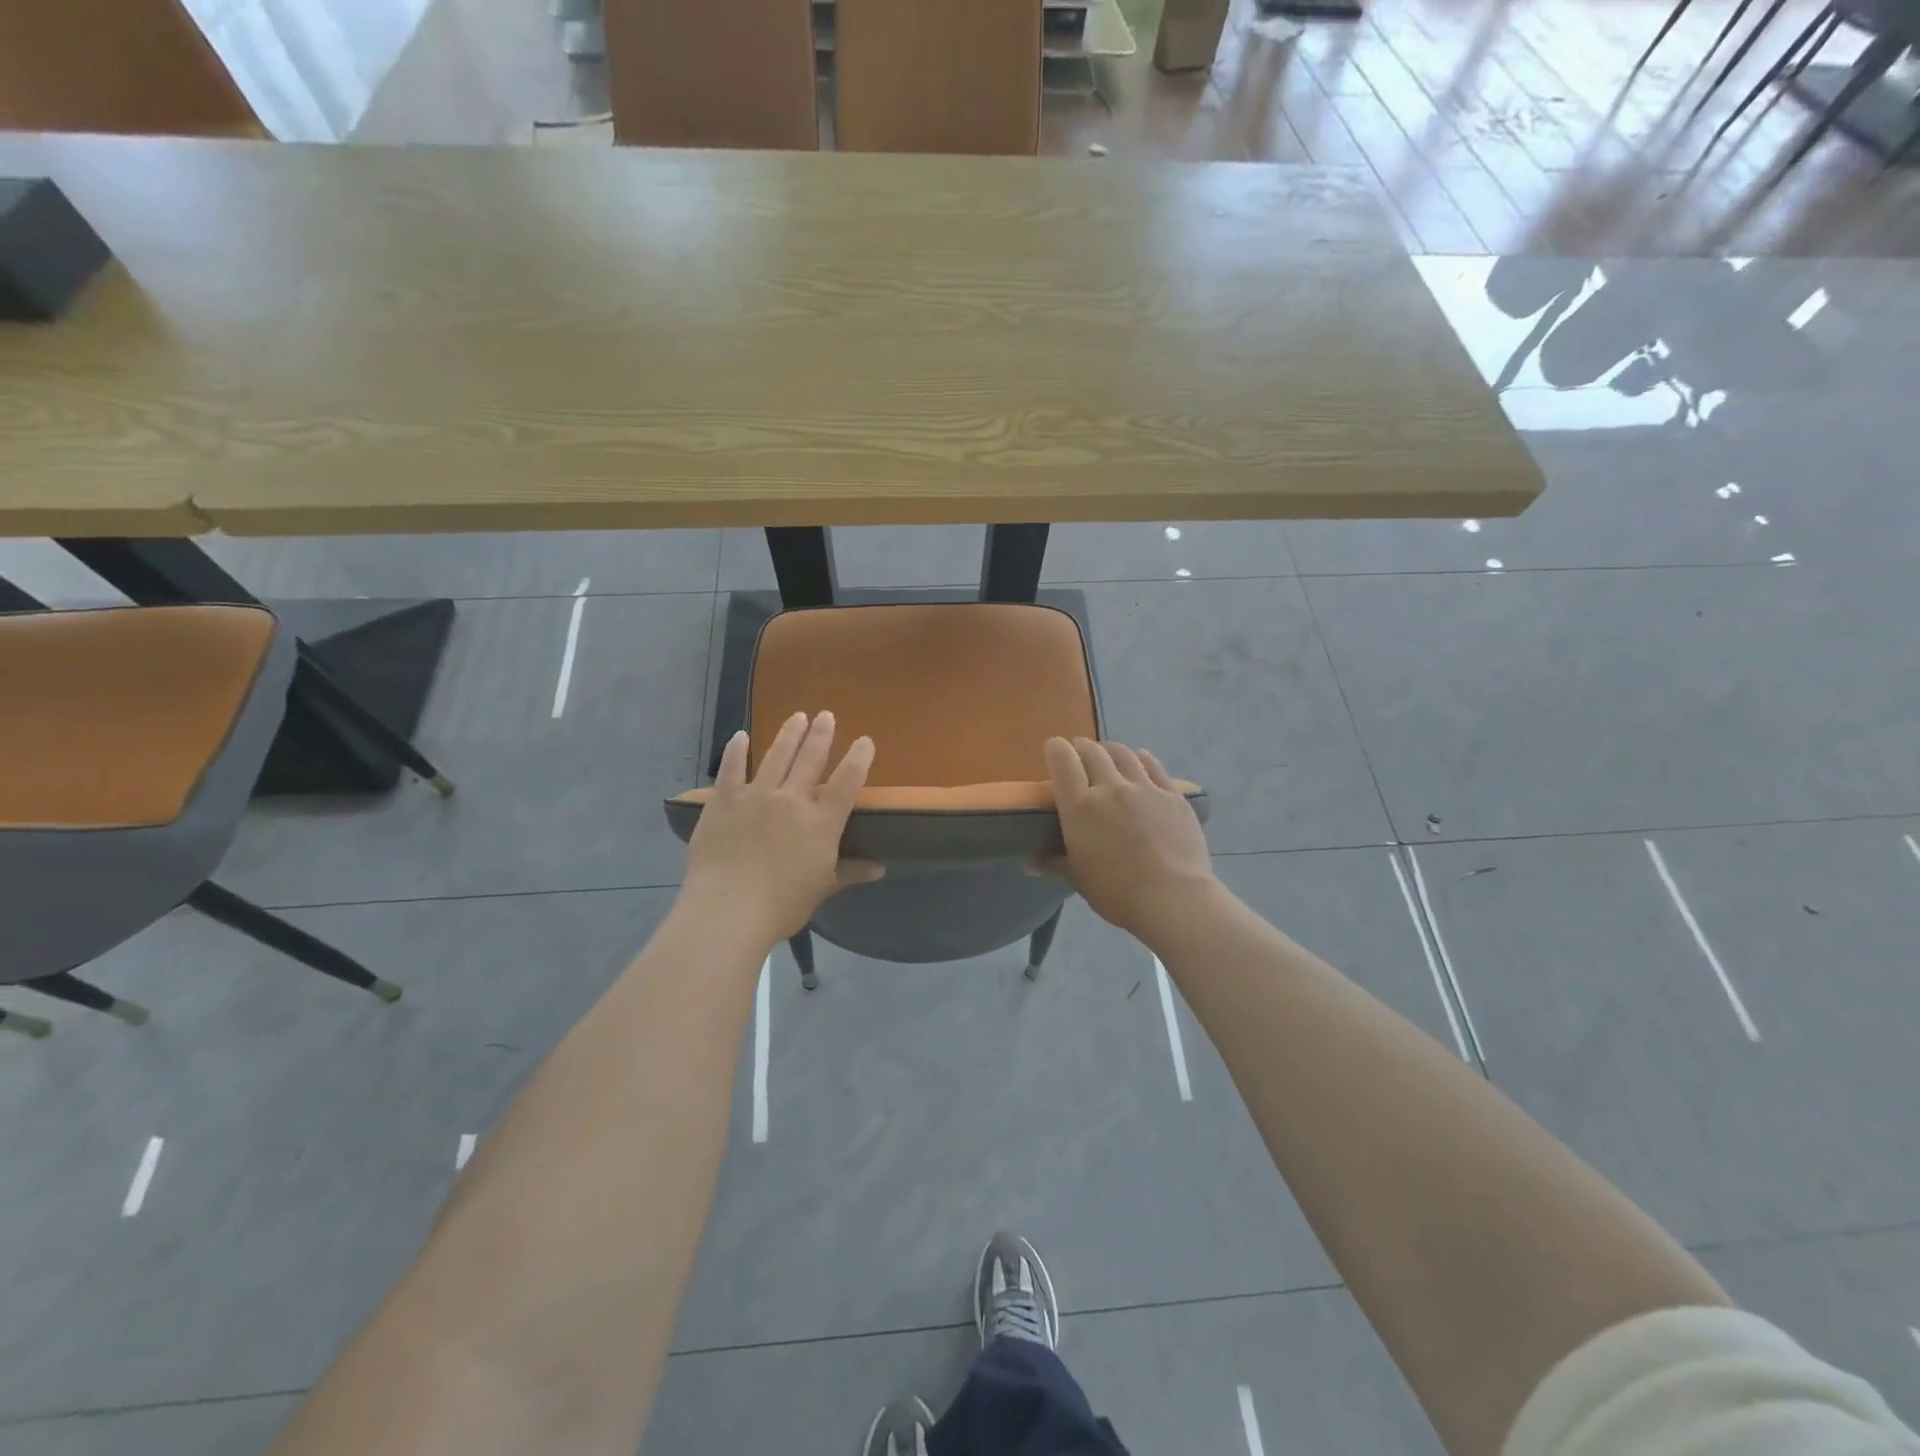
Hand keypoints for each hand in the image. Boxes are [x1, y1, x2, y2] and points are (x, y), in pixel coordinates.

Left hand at [681, 711, 881, 944]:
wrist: (728, 910)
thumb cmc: (782, 904)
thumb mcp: (822, 888)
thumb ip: (850, 872)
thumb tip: (880, 868)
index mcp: (821, 821)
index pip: (847, 781)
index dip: (858, 758)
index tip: (865, 740)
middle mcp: (792, 799)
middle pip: (811, 758)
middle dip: (821, 734)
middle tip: (826, 715)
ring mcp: (755, 796)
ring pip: (776, 756)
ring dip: (789, 734)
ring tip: (797, 716)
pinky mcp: (723, 801)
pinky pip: (731, 769)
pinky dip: (736, 751)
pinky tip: (741, 736)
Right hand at [1042, 737, 1218, 943]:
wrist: (1173, 898)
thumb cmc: (1116, 892)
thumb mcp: (1077, 877)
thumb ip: (1053, 862)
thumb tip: (1029, 863)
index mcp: (1080, 806)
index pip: (1062, 760)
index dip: (1056, 749)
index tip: (1054, 750)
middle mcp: (1110, 787)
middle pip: (1092, 752)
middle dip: (1082, 748)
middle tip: (1079, 755)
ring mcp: (1144, 788)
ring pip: (1123, 753)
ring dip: (1110, 750)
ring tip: (1107, 754)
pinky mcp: (1172, 795)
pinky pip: (1153, 765)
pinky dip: (1141, 758)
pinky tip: (1139, 760)